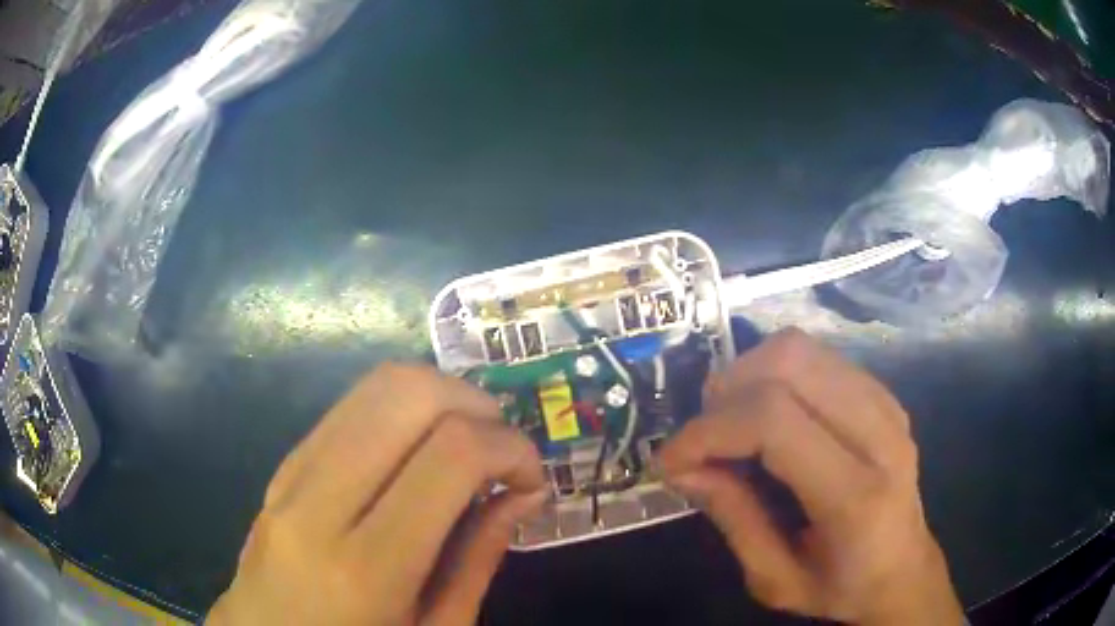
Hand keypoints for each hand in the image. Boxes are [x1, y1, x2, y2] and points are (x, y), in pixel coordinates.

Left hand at [207, 364, 546, 625]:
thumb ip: (476, 561)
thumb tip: (522, 494)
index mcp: (365, 567)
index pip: (450, 455)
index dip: (510, 448)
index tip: (532, 478)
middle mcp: (318, 503)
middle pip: (407, 394)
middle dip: (475, 404)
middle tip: (503, 449)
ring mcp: (292, 474)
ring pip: (375, 386)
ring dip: (440, 397)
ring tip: (469, 444)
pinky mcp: (284, 464)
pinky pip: (351, 408)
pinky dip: (403, 410)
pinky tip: (420, 452)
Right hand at [659, 329, 962, 624]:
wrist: (903, 570)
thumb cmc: (839, 587)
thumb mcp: (773, 579)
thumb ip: (732, 519)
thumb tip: (683, 466)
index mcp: (856, 495)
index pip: (775, 421)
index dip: (709, 431)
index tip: (670, 460)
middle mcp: (880, 434)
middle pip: (789, 363)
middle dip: (726, 391)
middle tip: (702, 436)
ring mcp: (886, 405)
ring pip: (801, 348)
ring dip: (748, 376)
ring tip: (729, 422)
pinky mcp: (883, 394)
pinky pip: (818, 358)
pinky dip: (775, 375)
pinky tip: (767, 415)